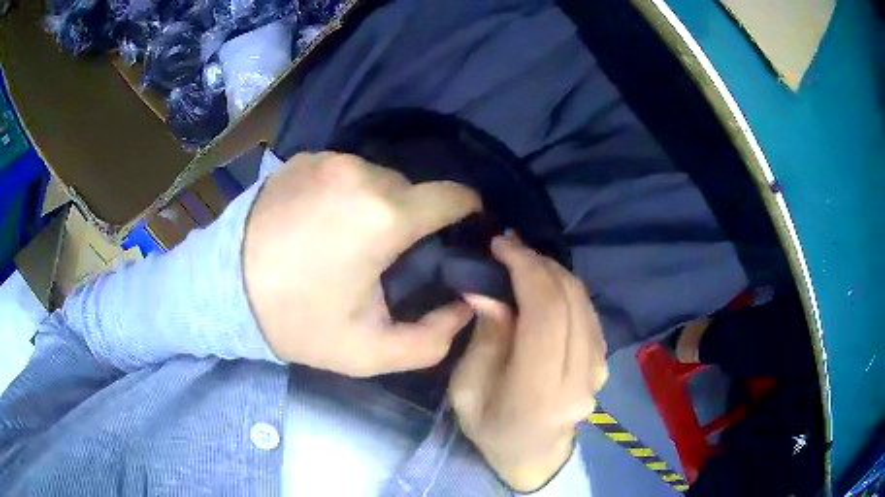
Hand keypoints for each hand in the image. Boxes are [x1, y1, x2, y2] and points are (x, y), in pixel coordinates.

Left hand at [243, 152, 480, 376]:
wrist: (223, 290)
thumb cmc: (297, 321)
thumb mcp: (369, 352)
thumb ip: (432, 339)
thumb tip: (465, 305)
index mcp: (384, 215)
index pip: (454, 196)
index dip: (468, 214)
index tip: (462, 234)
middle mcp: (361, 173)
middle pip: (414, 190)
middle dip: (414, 220)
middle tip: (391, 255)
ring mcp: (328, 159)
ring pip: (379, 179)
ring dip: (378, 206)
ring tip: (352, 240)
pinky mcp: (303, 158)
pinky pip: (345, 172)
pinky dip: (347, 194)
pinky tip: (323, 223)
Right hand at [449, 235, 608, 491]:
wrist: (533, 457)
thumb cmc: (491, 428)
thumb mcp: (467, 390)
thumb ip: (485, 339)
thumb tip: (486, 289)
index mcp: (539, 393)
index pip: (546, 314)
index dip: (527, 270)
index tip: (502, 245)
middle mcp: (579, 378)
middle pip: (569, 301)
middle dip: (539, 263)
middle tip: (510, 247)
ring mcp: (599, 371)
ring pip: (583, 301)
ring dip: (554, 272)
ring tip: (524, 260)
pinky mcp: (604, 363)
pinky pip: (588, 312)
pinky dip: (566, 289)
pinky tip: (545, 284)